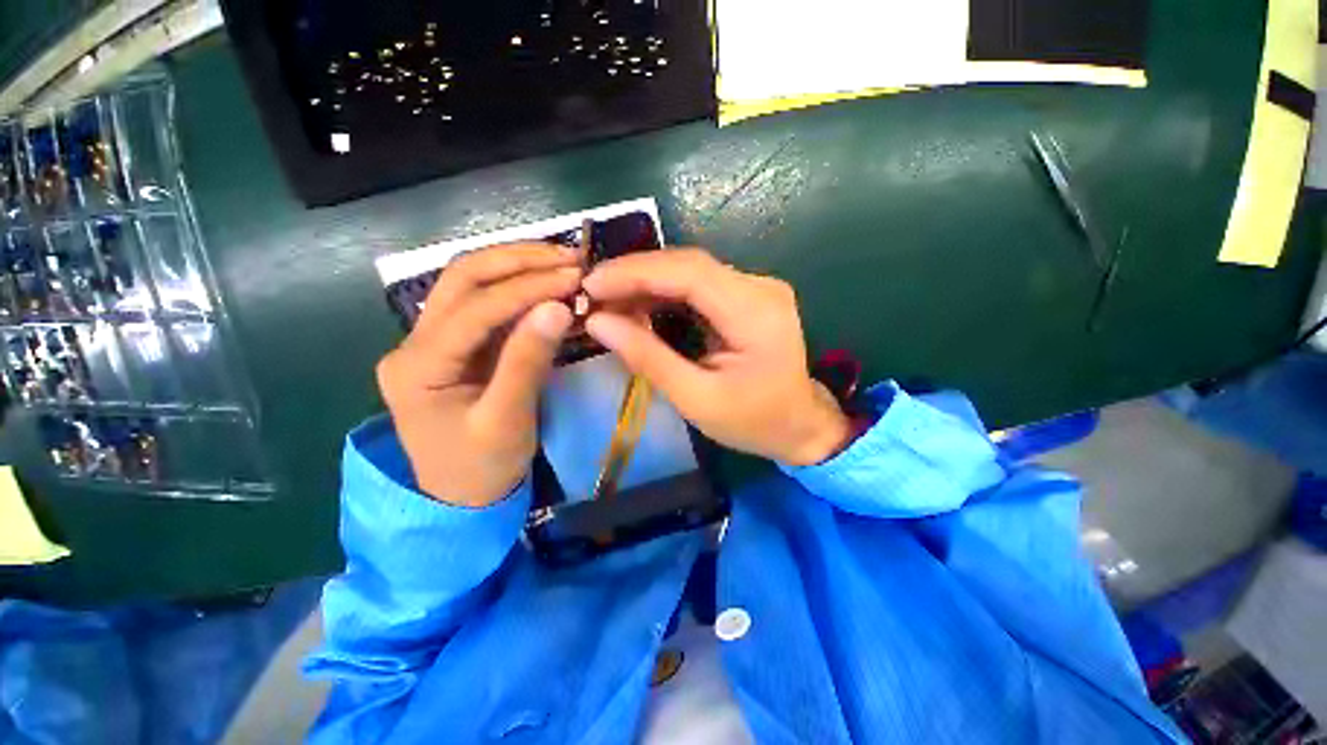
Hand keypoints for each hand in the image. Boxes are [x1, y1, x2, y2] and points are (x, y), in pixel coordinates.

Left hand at [376, 244, 579, 505]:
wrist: (463, 499)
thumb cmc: (481, 468)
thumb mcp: (507, 421)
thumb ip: (527, 362)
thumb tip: (558, 307)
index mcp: (417, 366)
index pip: (475, 308)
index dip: (527, 288)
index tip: (573, 278)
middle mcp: (415, 342)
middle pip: (463, 278)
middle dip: (517, 261)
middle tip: (569, 258)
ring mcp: (433, 341)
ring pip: (470, 283)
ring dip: (517, 266)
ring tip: (562, 262)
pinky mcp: (455, 346)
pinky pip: (486, 305)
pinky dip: (519, 289)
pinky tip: (548, 285)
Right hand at [582, 249, 850, 465]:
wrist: (800, 425)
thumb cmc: (753, 421)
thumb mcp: (696, 399)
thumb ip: (648, 358)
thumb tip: (598, 322)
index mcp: (755, 313)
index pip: (689, 273)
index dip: (635, 272)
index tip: (591, 283)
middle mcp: (760, 287)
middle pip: (688, 264)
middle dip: (635, 274)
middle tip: (592, 292)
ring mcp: (757, 288)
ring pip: (690, 271)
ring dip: (647, 281)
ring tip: (608, 299)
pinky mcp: (748, 295)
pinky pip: (699, 284)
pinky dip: (664, 292)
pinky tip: (639, 304)